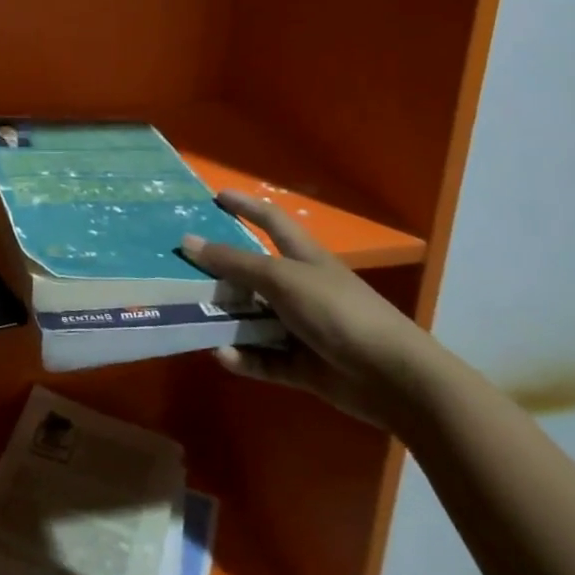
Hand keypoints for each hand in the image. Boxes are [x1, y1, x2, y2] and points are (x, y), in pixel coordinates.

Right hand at [181, 193, 440, 429]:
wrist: (393, 378)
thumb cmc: (338, 312)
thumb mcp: (281, 279)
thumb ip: (234, 262)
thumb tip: (187, 240)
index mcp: (303, 257)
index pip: (271, 221)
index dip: (245, 206)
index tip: (215, 197)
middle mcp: (300, 288)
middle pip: (253, 274)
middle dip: (220, 272)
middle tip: (180, 270)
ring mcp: (302, 328)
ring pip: (254, 319)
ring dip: (226, 320)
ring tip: (190, 317)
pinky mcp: (303, 365)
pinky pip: (264, 358)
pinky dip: (243, 357)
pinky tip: (222, 355)